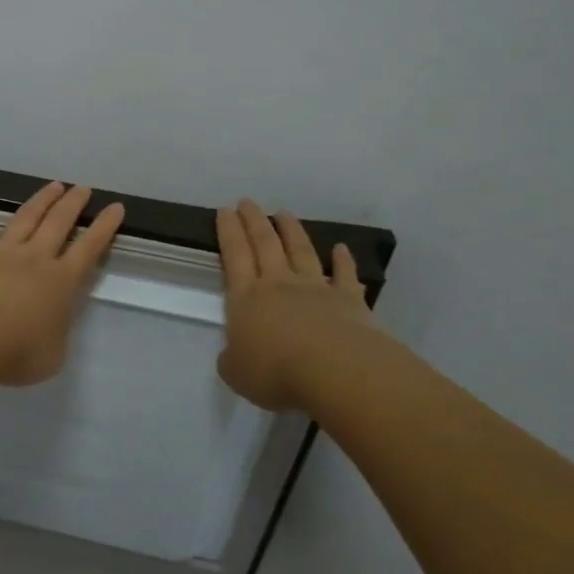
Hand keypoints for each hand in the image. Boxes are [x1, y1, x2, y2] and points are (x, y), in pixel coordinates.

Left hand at [0, 182, 126, 386]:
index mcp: (61, 282)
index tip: (115, 207)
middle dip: (73, 204)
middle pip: (58, 223)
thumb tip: (50, 325)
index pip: (89, 249)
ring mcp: (0, 253)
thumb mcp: (53, 355)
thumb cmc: (17, 352)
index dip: (104, 227)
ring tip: (53, 185)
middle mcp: (34, 259)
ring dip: (40, 200)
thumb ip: (56, 333)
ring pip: (24, 219)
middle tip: (83, 188)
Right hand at [215, 199, 385, 410]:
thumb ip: (233, 358)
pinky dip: (344, 260)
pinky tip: (341, 248)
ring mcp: (315, 289)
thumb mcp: (236, 372)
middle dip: (254, 221)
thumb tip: (236, 354)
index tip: (225, 210)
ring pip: (301, 251)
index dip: (228, 231)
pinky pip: (345, 276)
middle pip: (264, 244)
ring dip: (291, 231)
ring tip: (283, 213)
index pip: (234, 255)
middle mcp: (278, 284)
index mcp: (246, 298)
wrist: (335, 371)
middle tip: (247, 201)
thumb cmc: (276, 372)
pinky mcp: (349, 301)